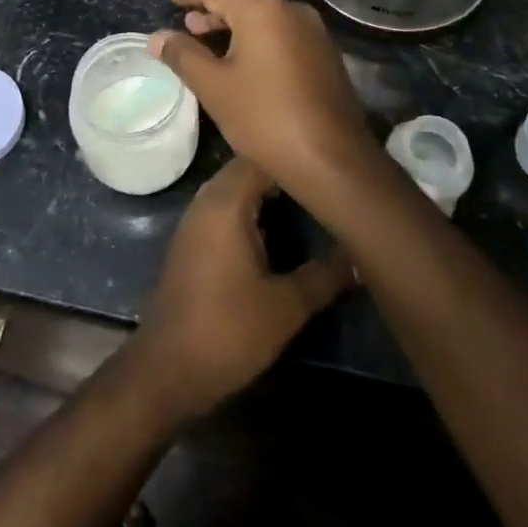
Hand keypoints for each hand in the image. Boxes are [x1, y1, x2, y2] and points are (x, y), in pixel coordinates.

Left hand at [131, 158, 353, 420]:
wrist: (168, 368)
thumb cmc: (229, 330)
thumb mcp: (287, 305)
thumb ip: (325, 274)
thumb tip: (358, 253)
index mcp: (227, 202)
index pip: (263, 158)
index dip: (297, 158)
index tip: (332, 165)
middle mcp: (207, 200)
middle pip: (248, 168)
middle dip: (285, 172)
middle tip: (327, 183)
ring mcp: (196, 219)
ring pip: (236, 188)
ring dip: (268, 191)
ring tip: (310, 200)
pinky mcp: (193, 240)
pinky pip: (226, 207)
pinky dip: (252, 208)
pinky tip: (279, 227)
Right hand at [148, 0, 383, 199]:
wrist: (333, 161)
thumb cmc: (265, 118)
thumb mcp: (214, 86)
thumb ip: (183, 55)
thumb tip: (158, 37)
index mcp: (263, 9)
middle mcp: (292, 11)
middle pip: (243, 1)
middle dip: (211, 12)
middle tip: (185, 24)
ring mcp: (314, 33)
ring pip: (264, 20)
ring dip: (234, 28)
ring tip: (208, 42)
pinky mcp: (324, 56)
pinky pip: (281, 36)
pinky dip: (256, 41)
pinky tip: (242, 62)